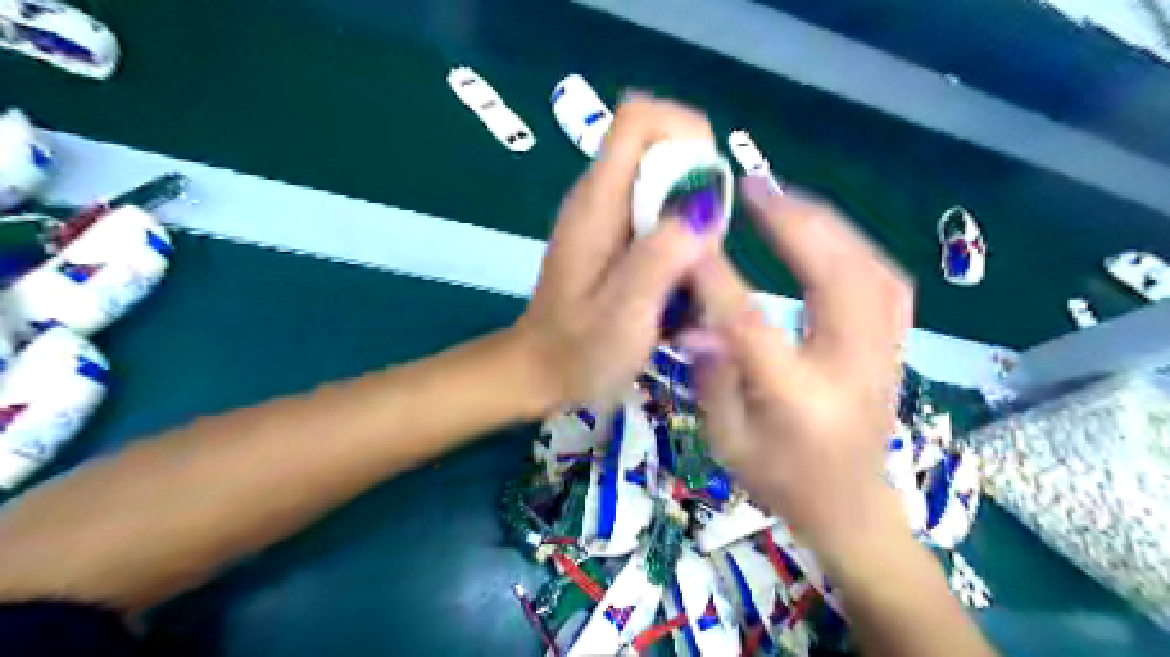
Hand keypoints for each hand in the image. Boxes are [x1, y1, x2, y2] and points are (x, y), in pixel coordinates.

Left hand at [518, 95, 722, 408]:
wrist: (540, 373)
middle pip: (661, 151)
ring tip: (687, 282)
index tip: (708, 189)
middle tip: (701, 254)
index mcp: (597, 201)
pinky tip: (675, 291)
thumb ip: (661, 257)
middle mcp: (599, 197)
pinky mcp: (612, 241)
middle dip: (698, 193)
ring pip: (666, 189)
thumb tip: (704, 207)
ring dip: (692, 226)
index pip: (639, 117)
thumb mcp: (625, 312)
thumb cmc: (578, 350)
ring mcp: (605, 219)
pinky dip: (680, 245)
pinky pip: (659, 220)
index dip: (685, 132)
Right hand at [688, 178, 911, 555]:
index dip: (719, 277)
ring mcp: (884, 352)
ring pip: (871, 268)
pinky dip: (854, 244)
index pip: (753, 325)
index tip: (692, 237)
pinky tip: (825, 231)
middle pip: (835, 277)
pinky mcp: (894, 344)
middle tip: (754, 186)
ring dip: (826, 224)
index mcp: (801, 399)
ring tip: (784, 198)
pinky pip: (885, 279)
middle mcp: (852, 366)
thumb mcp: (728, 443)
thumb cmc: (783, 481)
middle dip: (793, 222)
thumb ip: (713, 381)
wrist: (852, 508)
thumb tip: (698, 325)